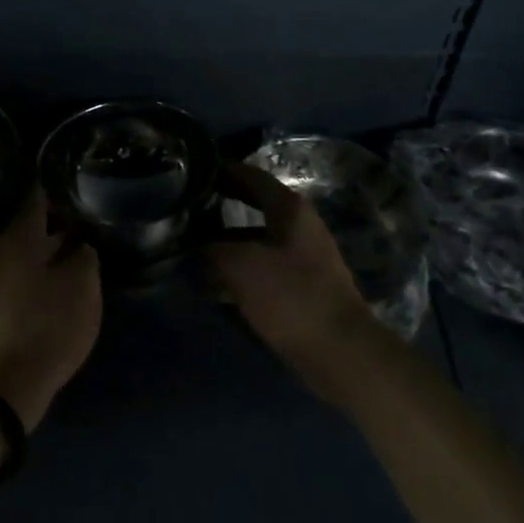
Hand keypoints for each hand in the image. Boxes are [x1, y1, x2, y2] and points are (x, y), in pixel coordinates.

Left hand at [0, 187, 101, 430]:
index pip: (38, 198)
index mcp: (21, 237)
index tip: (74, 178)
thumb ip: (86, 258)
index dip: (56, 187)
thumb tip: (81, 246)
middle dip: (60, 223)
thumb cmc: (46, 323)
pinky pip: (28, 280)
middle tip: (89, 218)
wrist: (5, 383)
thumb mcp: (82, 285)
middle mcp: (5, 252)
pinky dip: (47, 276)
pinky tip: (67, 284)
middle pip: (34, 229)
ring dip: (55, 252)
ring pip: (32, 256)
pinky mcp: (1, 310)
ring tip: (84, 250)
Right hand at [205, 163, 382, 403]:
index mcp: (290, 210)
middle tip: (184, 211)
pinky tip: (210, 286)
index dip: (223, 171)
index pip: (252, 177)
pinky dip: (236, 273)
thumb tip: (194, 245)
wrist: (340, 352)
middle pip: (252, 209)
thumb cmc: (291, 296)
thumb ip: (212, 248)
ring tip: (186, 252)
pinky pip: (260, 270)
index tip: (194, 171)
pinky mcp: (299, 289)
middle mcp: (298, 227)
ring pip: (253, 242)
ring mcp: (301, 259)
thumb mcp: (240, 265)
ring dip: (223, 246)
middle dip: (218, 211)